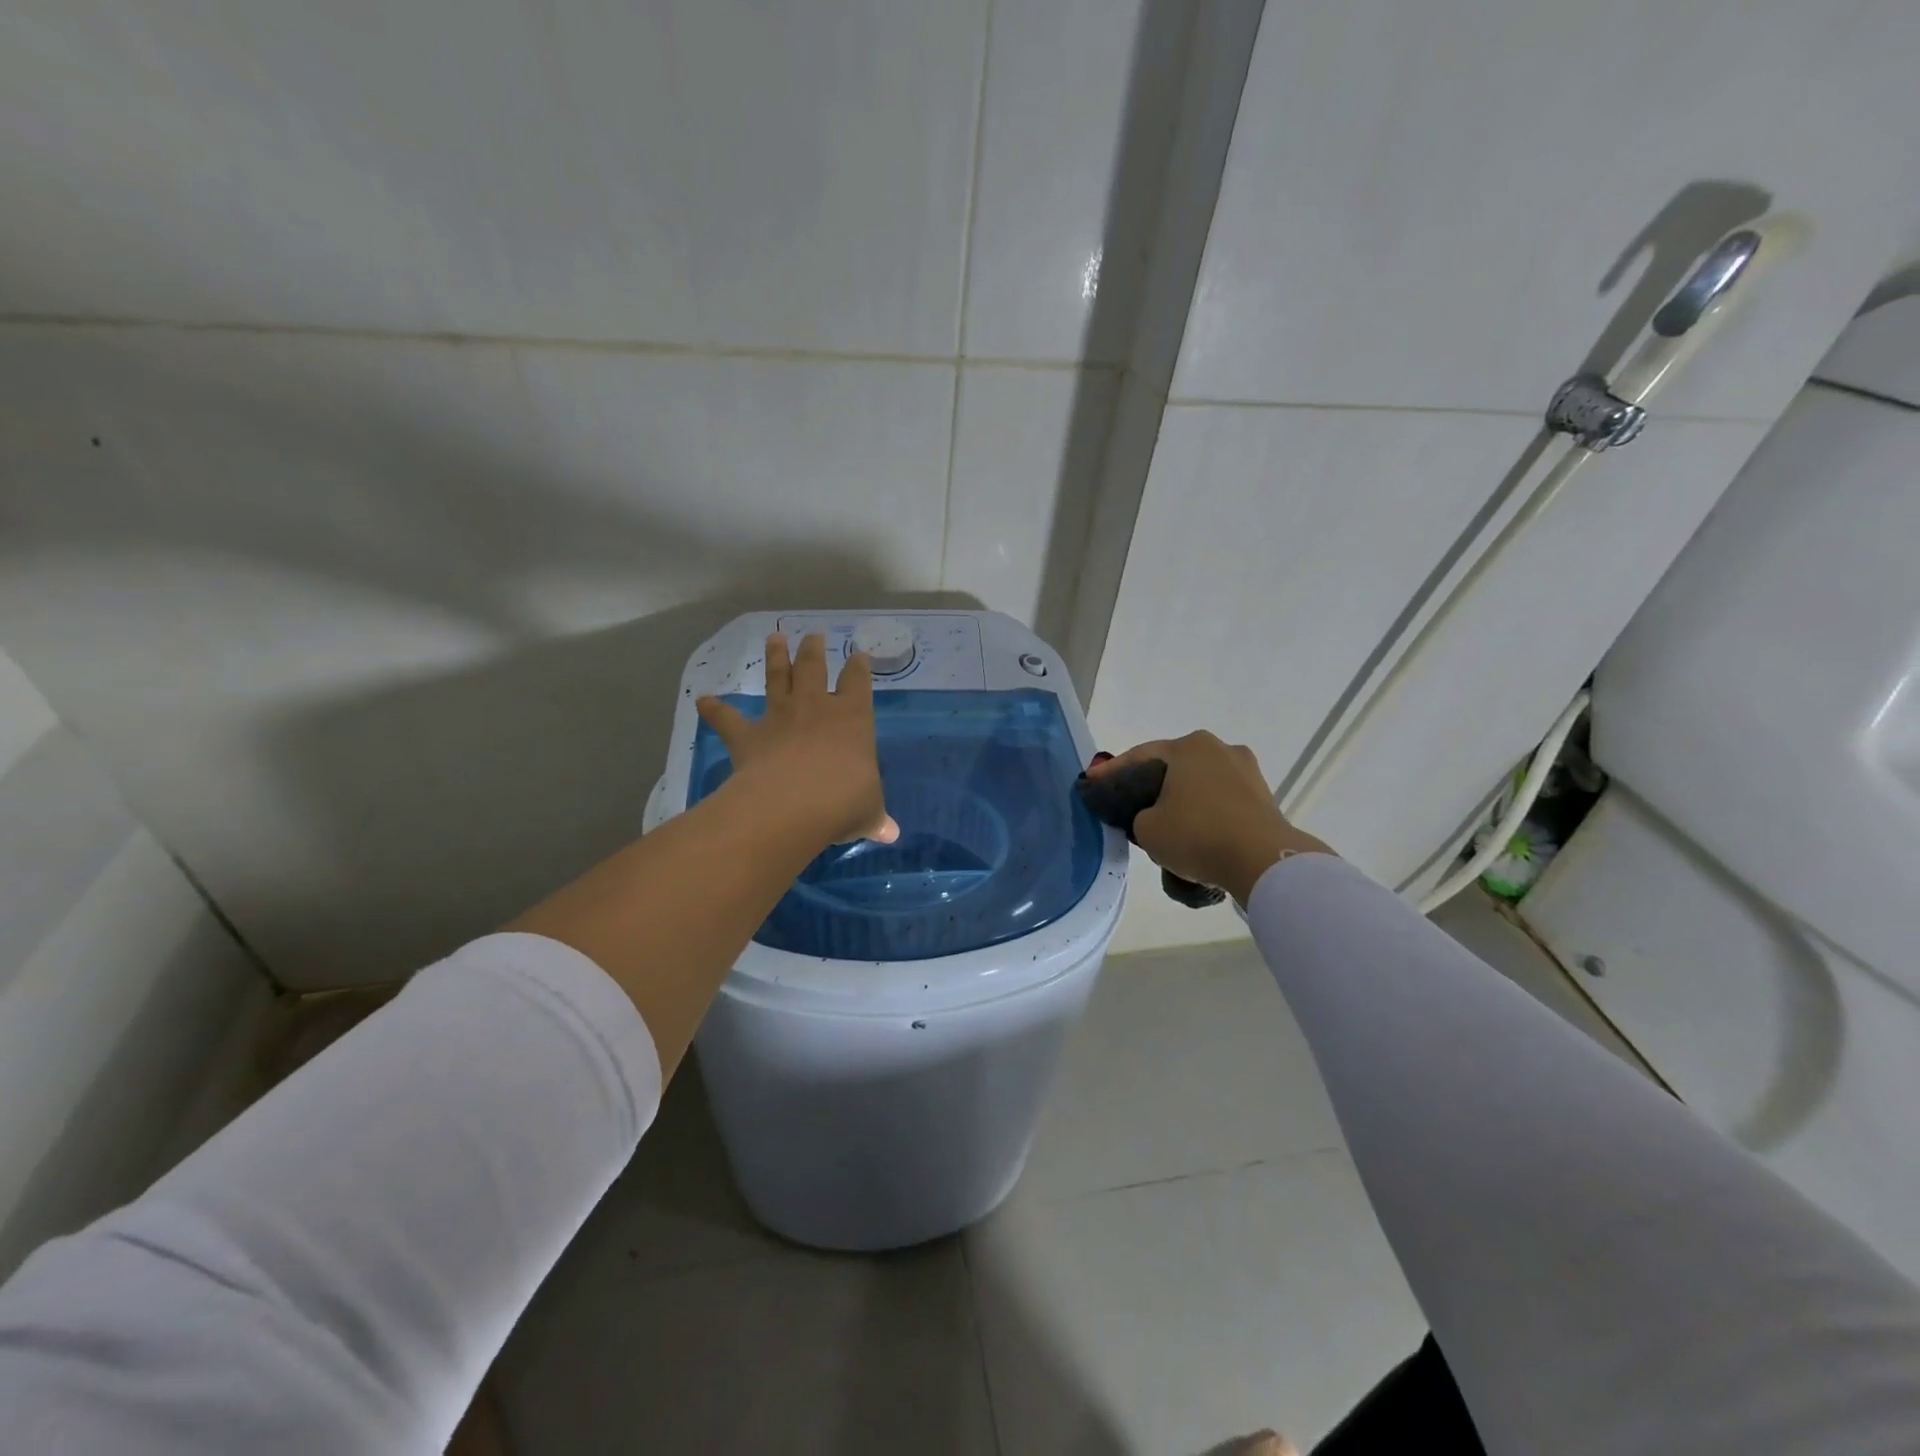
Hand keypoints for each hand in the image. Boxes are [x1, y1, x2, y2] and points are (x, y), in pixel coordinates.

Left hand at [696, 633, 898, 847]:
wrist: (794, 804)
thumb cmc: (845, 801)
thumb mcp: (868, 811)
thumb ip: (875, 817)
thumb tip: (890, 833)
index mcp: (853, 717)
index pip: (858, 682)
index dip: (859, 667)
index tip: (858, 655)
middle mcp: (816, 707)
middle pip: (814, 667)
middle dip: (814, 649)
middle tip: (814, 634)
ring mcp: (779, 717)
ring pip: (777, 677)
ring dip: (775, 657)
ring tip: (774, 637)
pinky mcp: (748, 736)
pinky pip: (728, 719)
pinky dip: (715, 710)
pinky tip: (704, 700)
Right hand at [1088, 731, 1330, 903]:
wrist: (1263, 861)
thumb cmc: (1198, 835)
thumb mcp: (1146, 829)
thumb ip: (1138, 816)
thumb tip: (1151, 816)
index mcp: (1189, 746)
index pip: (1139, 756)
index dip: (1112, 772)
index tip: (1092, 784)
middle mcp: (1220, 748)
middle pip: (1173, 767)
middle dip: (1151, 785)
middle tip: (1128, 805)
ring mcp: (1246, 771)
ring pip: (1199, 784)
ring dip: (1180, 800)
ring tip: (1163, 824)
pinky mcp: (1263, 797)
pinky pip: (1221, 801)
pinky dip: (1204, 813)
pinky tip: (1193, 832)